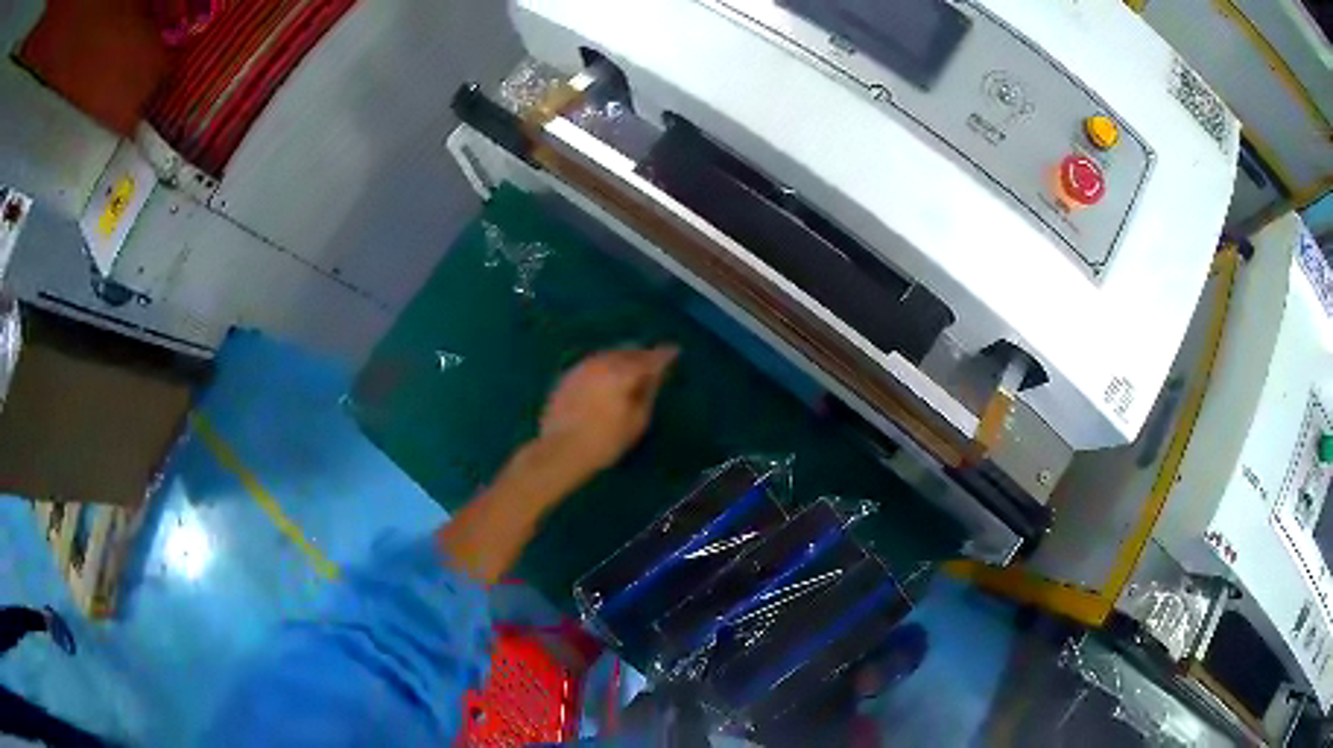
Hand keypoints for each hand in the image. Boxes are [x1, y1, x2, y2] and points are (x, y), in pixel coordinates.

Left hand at [437, 346, 676, 583]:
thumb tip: (656, 375)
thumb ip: (648, 392)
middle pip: (628, 351)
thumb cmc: (604, 442)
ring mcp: (582, 367)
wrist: (559, 451)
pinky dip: (605, 367)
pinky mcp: (568, 376)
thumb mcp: (636, 422)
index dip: (665, 355)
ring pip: (609, 355)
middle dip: (642, 355)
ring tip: (632, 370)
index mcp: (622, 372)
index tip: (675, 352)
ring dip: (623, 359)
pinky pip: (594, 364)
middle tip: (654, 364)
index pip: (650, 358)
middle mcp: (602, 362)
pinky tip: (607, 379)